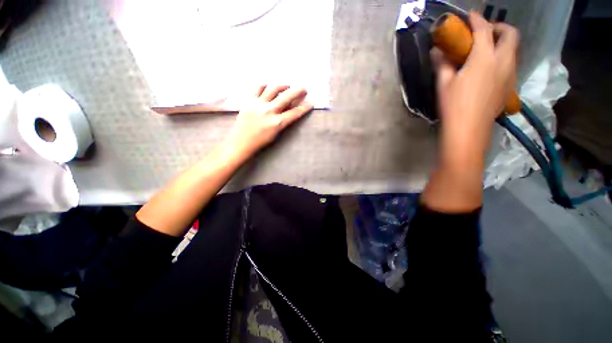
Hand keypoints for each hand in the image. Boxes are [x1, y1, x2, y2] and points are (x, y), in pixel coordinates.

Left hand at [225, 85, 312, 160]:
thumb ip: (284, 121)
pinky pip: (258, 88)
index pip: (295, 113)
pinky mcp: (248, 100)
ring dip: (283, 86)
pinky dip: (265, 85)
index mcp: (277, 123)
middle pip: (287, 97)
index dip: (305, 107)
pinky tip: (269, 87)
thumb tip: (291, 110)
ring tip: (287, 86)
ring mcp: (258, 104)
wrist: (241, 142)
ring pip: (273, 89)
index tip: (311, 102)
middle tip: (304, 88)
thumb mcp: (276, 134)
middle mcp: (269, 111)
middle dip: (298, 91)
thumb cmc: (261, 141)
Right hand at [433, 11, 519, 149]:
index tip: (470, 16)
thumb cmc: (454, 105)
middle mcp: (503, 61)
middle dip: (500, 27)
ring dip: (503, 43)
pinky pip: (511, 63)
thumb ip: (442, 64)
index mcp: (484, 58)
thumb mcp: (444, 84)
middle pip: (511, 34)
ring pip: (514, 49)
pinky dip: (503, 58)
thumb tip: (436, 51)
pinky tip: (490, 68)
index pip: (484, 30)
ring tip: (488, 50)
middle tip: (486, 32)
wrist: (469, 129)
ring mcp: (510, 74)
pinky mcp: (510, 86)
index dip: (477, 19)